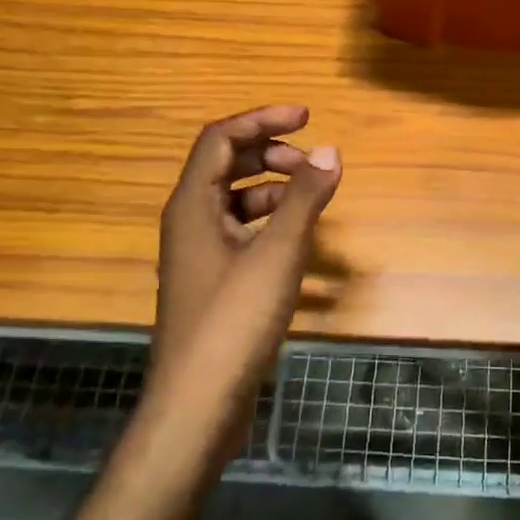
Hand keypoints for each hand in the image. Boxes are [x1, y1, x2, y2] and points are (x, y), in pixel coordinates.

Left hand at [151, 105, 339, 453]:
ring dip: (273, 189)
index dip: (262, 119)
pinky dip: (270, 224)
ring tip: (312, 198)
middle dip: (270, 153)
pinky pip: (241, 233)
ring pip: (235, 201)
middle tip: (313, 161)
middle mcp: (189, 221)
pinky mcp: (213, 282)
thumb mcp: (277, 254)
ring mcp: (199, 254)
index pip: (221, 138)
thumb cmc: (233, 321)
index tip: (307, 116)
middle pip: (226, 166)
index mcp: (192, 205)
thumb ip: (305, 199)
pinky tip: (299, 241)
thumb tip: (330, 149)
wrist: (197, 403)